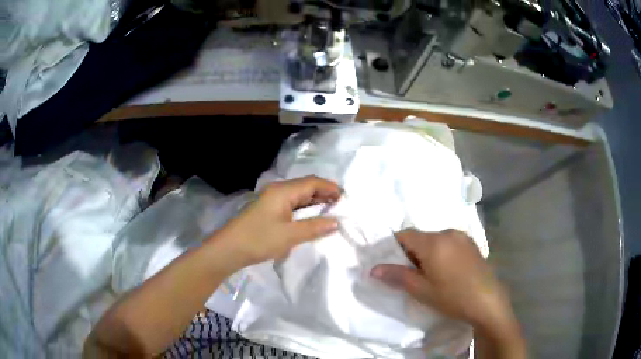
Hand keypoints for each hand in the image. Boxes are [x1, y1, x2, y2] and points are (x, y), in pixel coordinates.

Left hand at [214, 176, 339, 265]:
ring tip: (331, 212)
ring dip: (315, 202)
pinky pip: (292, 205)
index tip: (346, 199)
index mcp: (283, 191)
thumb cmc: (259, 240)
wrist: (229, 249)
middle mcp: (278, 191)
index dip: (331, 188)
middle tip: (342, 206)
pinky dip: (305, 209)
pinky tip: (312, 219)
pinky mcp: (269, 210)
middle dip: (325, 194)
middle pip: (306, 187)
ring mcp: (272, 200)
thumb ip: (315, 227)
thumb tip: (336, 222)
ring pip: (299, 196)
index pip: (313, 183)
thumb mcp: (290, 235)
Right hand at [371, 230, 519, 340]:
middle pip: (421, 237)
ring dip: (427, 253)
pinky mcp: (472, 243)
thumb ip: (397, 276)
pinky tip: (447, 271)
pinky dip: (441, 252)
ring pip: (435, 240)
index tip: (391, 263)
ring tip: (430, 275)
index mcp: (433, 242)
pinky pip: (449, 243)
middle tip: (410, 275)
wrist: (487, 301)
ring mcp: (462, 237)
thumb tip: (373, 269)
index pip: (405, 235)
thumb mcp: (421, 290)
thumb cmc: (452, 297)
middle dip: (411, 252)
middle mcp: (448, 233)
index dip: (394, 247)